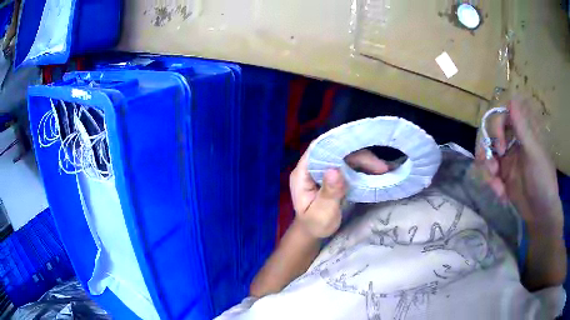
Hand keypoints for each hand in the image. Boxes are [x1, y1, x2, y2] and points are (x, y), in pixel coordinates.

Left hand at [290, 148, 389, 237]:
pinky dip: (362, 167)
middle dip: (358, 156)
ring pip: (345, 157)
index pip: (317, 150)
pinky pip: (349, 165)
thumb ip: (328, 193)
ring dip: (364, 161)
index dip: (336, 144)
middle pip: (335, 152)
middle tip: (380, 167)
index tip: (359, 145)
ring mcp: (324, 170)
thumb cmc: (314, 225)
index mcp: (302, 173)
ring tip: (383, 169)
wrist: (314, 232)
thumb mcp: (321, 213)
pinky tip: (376, 171)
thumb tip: (335, 170)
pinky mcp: (334, 175)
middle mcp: (312, 167)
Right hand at [475, 99, 562, 230]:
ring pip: (487, 150)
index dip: (496, 124)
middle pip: (491, 131)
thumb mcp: (535, 154)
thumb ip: (523, 129)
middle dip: (487, 148)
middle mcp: (514, 139)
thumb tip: (511, 100)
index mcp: (524, 130)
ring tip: (495, 184)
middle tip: (491, 167)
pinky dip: (491, 182)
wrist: (540, 214)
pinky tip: (500, 193)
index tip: (500, 145)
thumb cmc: (543, 180)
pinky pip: (489, 170)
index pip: (504, 113)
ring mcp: (507, 156)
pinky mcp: (502, 174)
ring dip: (487, 167)